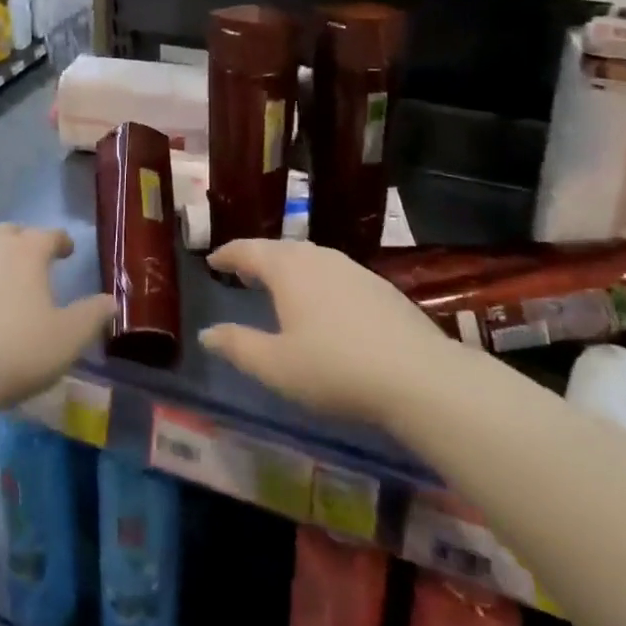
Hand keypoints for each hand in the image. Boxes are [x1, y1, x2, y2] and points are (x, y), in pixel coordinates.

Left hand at [0, 223, 115, 410]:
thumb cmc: (16, 351)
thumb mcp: (68, 338)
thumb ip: (92, 315)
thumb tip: (111, 300)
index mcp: (27, 253)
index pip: (49, 235)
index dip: (61, 241)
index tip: (68, 251)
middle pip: (8, 233)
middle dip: (21, 241)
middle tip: (30, 259)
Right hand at [200, 239, 445, 427]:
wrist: (419, 376)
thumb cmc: (336, 369)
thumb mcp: (276, 366)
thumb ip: (238, 346)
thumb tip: (207, 334)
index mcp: (288, 270)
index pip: (249, 250)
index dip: (228, 254)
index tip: (214, 260)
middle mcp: (318, 258)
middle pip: (280, 249)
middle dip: (258, 258)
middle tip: (243, 272)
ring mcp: (352, 269)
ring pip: (311, 257)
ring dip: (289, 266)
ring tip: (280, 285)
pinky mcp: (379, 286)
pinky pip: (334, 271)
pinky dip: (316, 278)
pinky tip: (324, 302)